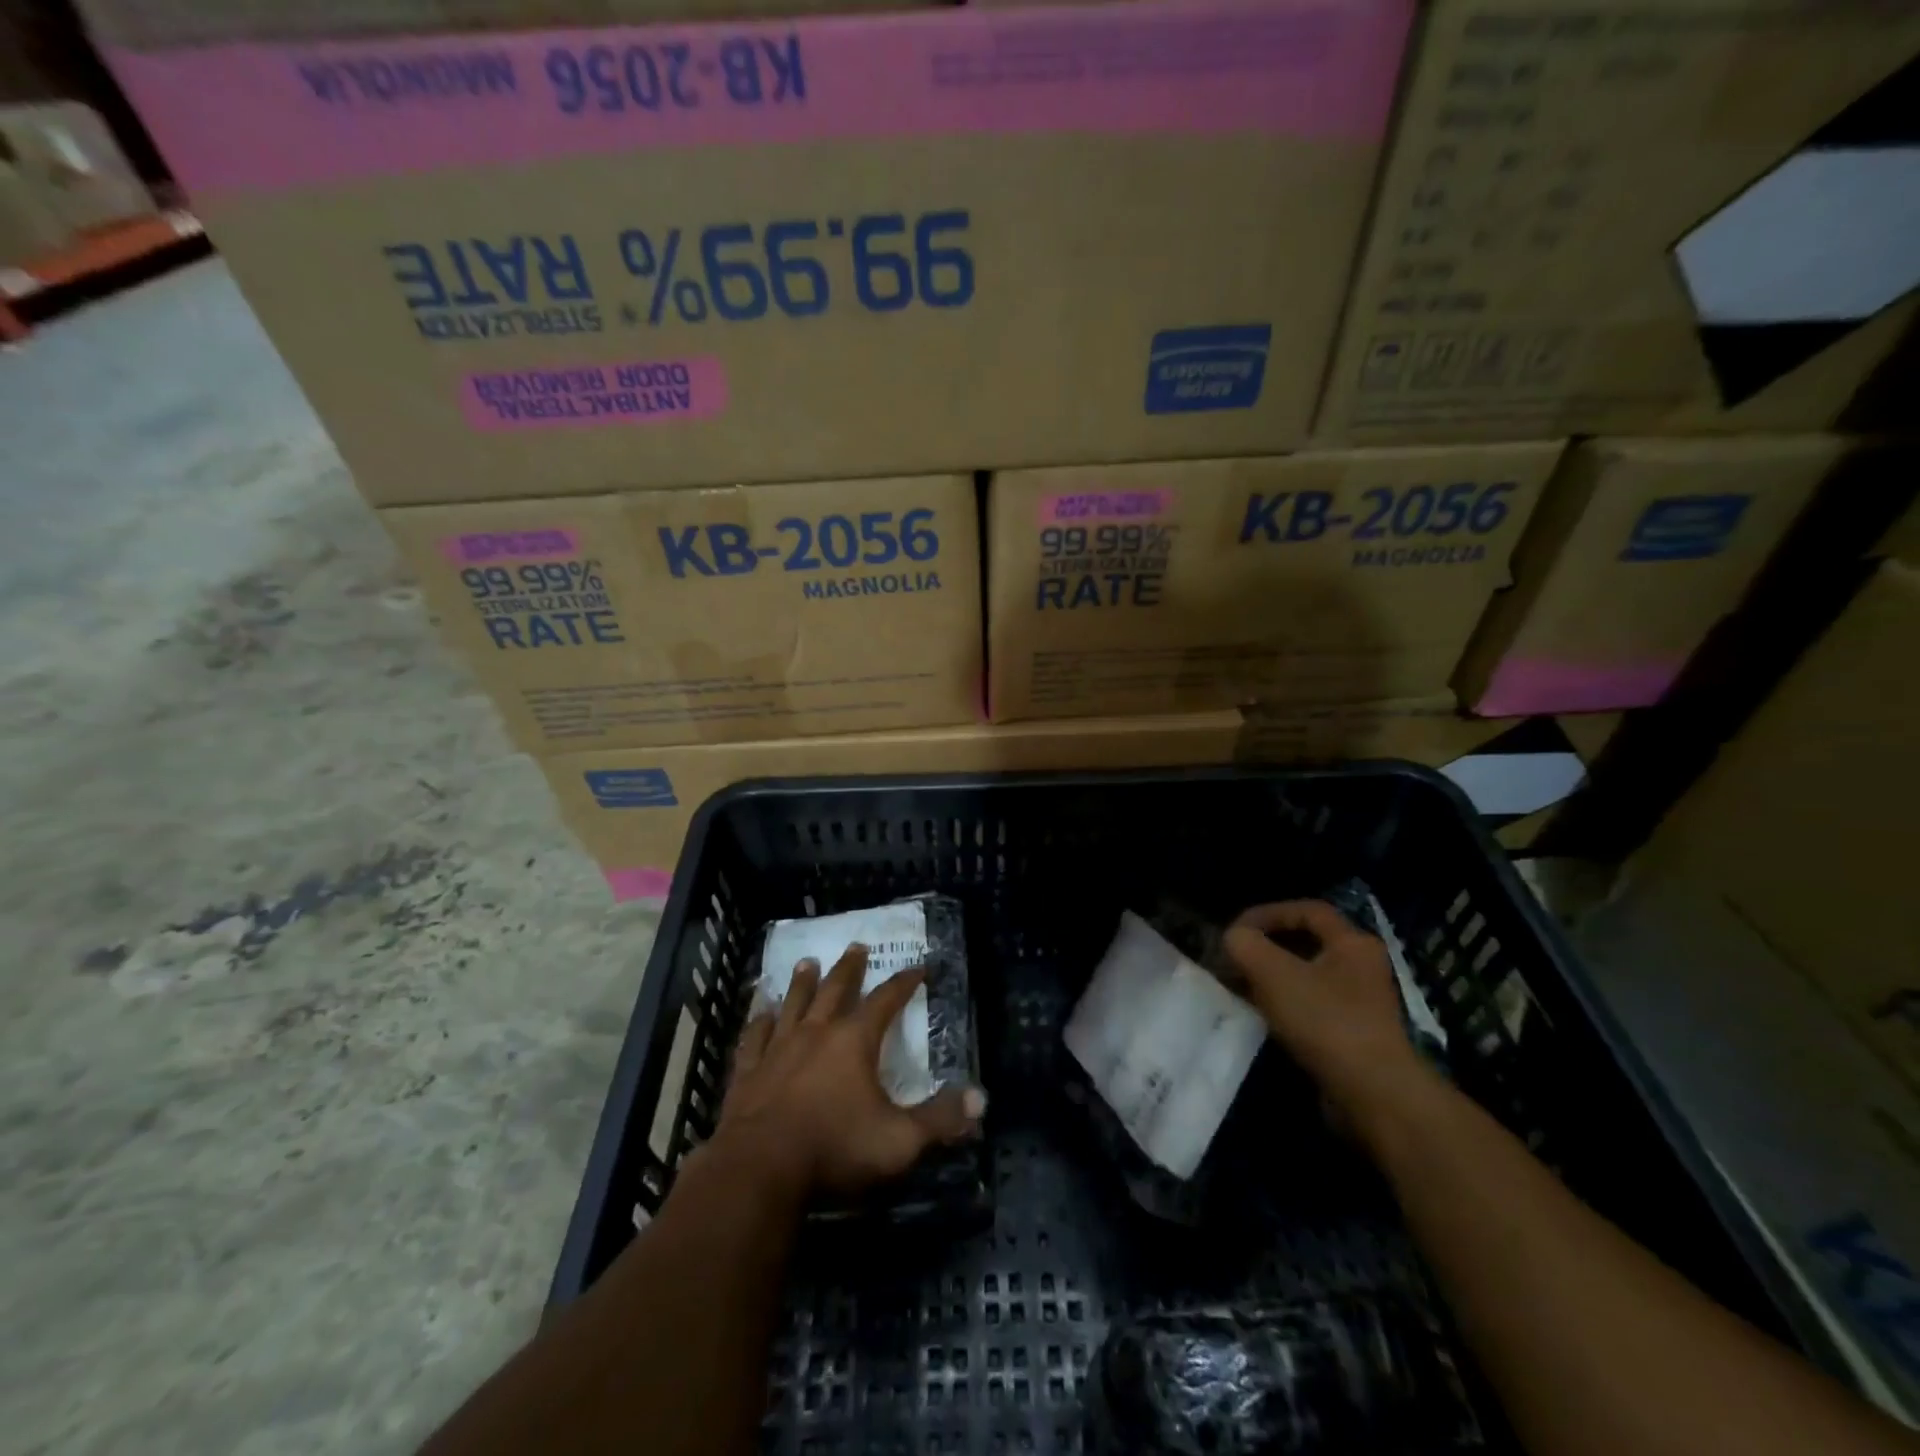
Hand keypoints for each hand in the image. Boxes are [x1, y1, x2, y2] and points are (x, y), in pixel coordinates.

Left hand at [717, 943, 985, 1198]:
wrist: (759, 1169)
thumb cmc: (835, 1148)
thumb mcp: (899, 1140)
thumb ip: (940, 1119)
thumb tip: (981, 1098)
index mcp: (855, 1041)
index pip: (886, 1001)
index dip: (904, 983)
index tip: (918, 967)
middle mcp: (816, 1033)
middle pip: (836, 990)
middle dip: (849, 968)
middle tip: (857, 946)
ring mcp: (778, 1049)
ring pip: (794, 1004)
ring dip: (802, 982)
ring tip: (806, 962)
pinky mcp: (747, 1071)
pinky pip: (754, 1037)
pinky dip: (759, 1021)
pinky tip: (760, 1012)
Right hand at [1222, 901, 1430, 1119]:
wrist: (1374, 1095)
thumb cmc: (1326, 1021)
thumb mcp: (1273, 972)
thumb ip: (1245, 944)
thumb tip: (1234, 939)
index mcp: (1353, 943)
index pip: (1307, 910)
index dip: (1268, 913)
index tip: (1237, 929)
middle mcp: (1362, 968)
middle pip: (1307, 944)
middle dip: (1266, 947)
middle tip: (1234, 958)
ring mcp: (1361, 1004)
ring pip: (1307, 977)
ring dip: (1271, 978)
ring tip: (1239, 987)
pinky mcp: (1353, 1036)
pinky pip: (1312, 1007)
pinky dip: (1284, 1005)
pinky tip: (1261, 1016)